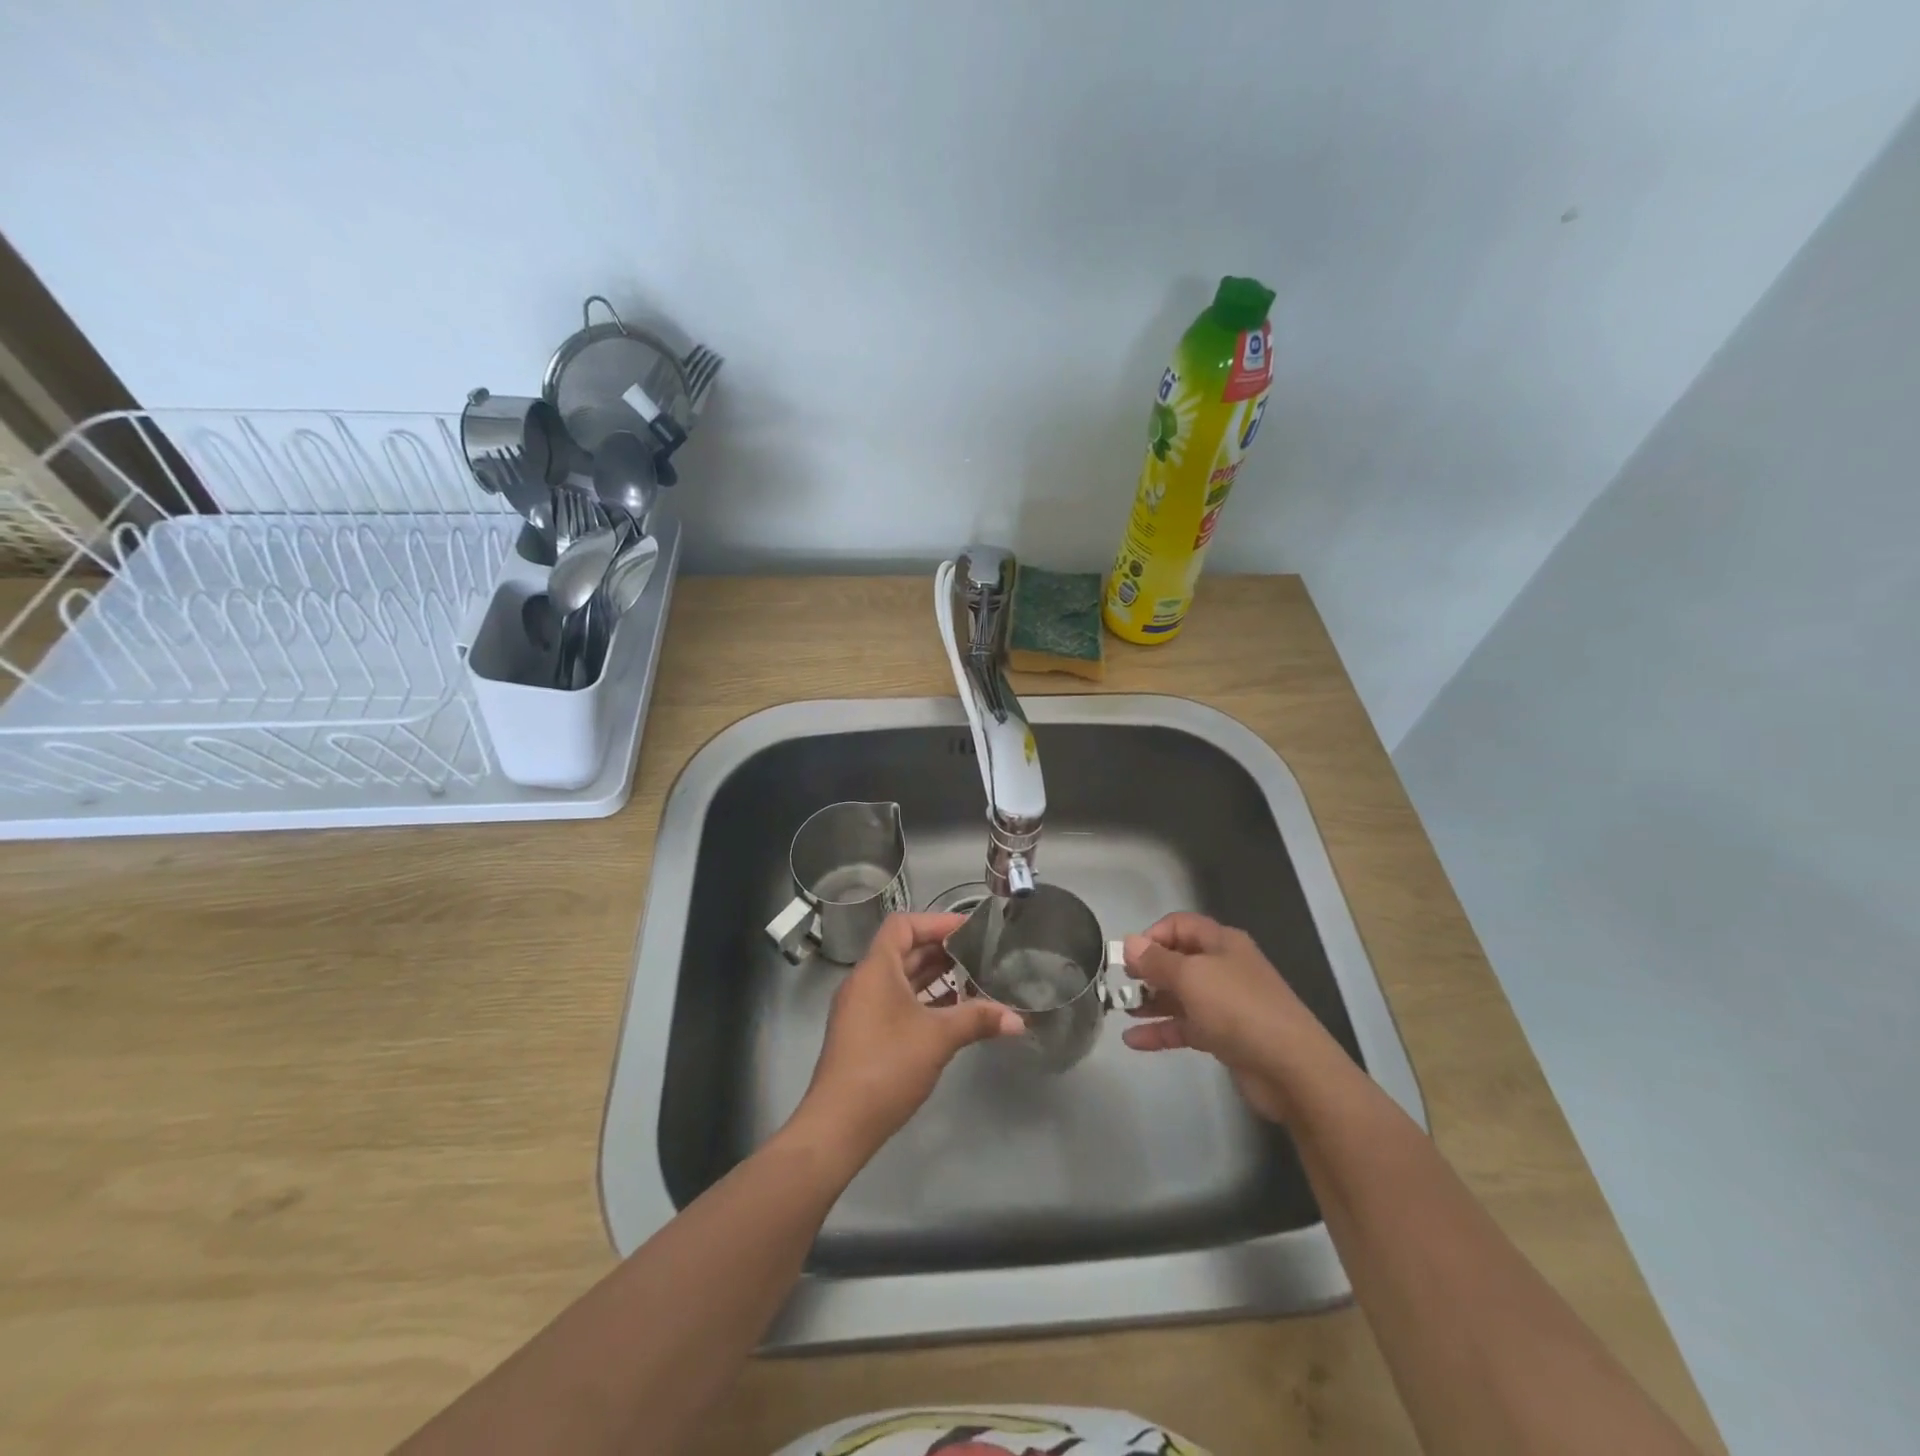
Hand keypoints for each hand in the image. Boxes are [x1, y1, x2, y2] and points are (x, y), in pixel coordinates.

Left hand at [791, 912, 1023, 1161]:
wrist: (839, 1124)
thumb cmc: (887, 1065)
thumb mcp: (938, 1038)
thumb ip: (977, 1020)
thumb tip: (1018, 1020)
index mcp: (876, 969)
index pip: (903, 925)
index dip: (936, 922)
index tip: (968, 929)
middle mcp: (865, 981)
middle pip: (903, 951)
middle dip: (941, 950)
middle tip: (979, 953)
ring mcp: (861, 1008)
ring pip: (900, 979)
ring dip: (933, 977)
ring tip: (972, 979)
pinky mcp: (863, 1033)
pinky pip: (895, 1001)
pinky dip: (922, 1000)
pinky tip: (951, 1013)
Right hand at [1120, 912, 1336, 1122]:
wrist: (1291, 1068)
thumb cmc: (1238, 1008)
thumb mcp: (1191, 976)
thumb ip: (1156, 960)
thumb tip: (1129, 942)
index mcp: (1221, 943)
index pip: (1179, 925)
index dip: (1152, 935)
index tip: (1129, 957)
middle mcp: (1223, 967)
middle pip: (1178, 960)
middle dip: (1147, 970)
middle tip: (1120, 983)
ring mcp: (1224, 1003)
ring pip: (1179, 995)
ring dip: (1150, 1001)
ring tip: (1120, 1010)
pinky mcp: (1224, 1036)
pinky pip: (1185, 1027)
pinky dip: (1161, 1031)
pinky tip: (1133, 1041)